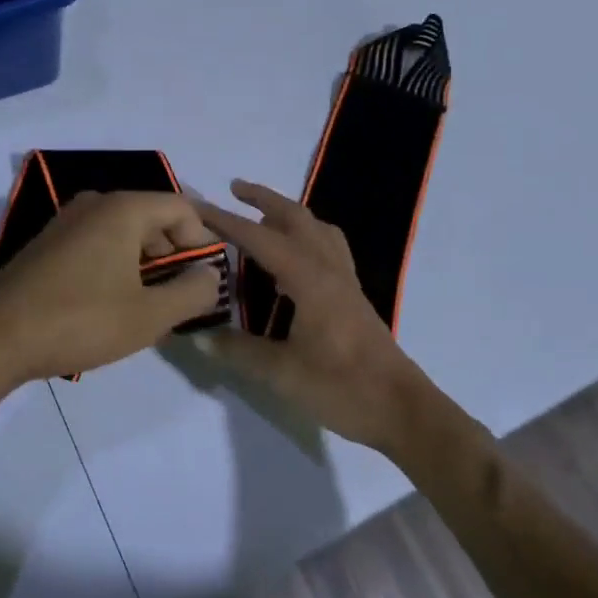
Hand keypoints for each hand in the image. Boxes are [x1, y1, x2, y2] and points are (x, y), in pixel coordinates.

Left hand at [0, 190, 223, 395]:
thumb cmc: (80, 320)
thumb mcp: (149, 316)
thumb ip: (192, 293)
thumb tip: (211, 276)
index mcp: (124, 208)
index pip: (183, 209)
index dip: (203, 242)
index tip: (204, 281)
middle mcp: (96, 203)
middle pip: (154, 218)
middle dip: (174, 255)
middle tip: (178, 299)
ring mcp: (67, 221)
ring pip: (125, 232)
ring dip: (145, 264)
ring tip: (147, 307)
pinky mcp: (49, 243)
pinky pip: (98, 243)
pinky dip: (116, 265)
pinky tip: (111, 304)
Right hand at [198, 180, 434, 452]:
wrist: (400, 409)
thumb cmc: (341, 386)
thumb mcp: (282, 373)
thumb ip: (239, 351)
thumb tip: (200, 336)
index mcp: (308, 278)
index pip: (259, 238)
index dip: (226, 220)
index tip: (196, 205)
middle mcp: (328, 268)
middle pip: (296, 217)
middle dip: (264, 199)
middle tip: (234, 189)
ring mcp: (344, 280)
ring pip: (317, 228)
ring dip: (289, 213)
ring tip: (263, 218)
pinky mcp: (352, 295)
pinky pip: (329, 247)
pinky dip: (306, 236)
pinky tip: (293, 258)